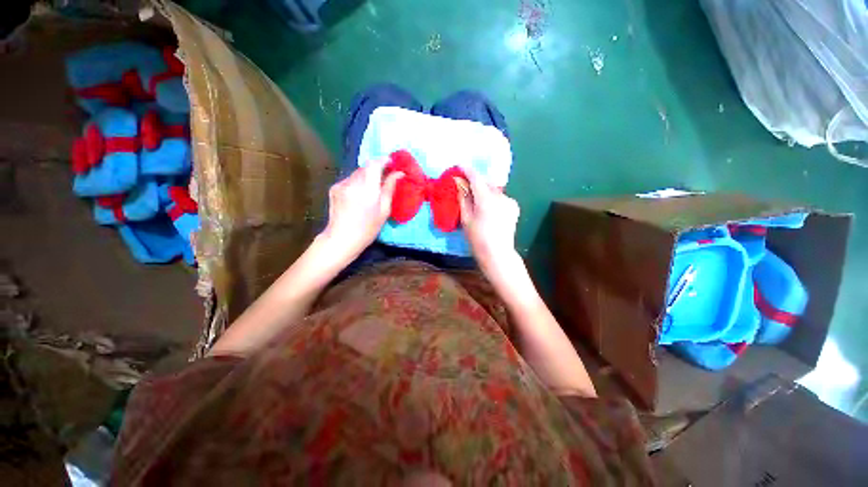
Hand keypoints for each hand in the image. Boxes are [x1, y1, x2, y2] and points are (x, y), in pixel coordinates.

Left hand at [321, 160, 402, 259]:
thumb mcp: (384, 210)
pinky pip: (350, 179)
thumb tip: (399, 174)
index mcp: (367, 189)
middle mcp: (353, 182)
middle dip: (376, 168)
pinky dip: (357, 182)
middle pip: (366, 167)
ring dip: (367, 175)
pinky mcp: (334, 188)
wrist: (341, 239)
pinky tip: (359, 195)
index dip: (384, 160)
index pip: (375, 164)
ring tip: (372, 188)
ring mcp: (341, 184)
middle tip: (385, 176)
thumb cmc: (368, 228)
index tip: (391, 162)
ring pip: (357, 172)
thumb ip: (389, 189)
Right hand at [458, 169, 520, 270]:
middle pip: (486, 183)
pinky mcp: (514, 207)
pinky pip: (500, 197)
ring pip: (494, 190)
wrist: (498, 254)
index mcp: (486, 199)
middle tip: (465, 186)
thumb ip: (463, 199)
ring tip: (477, 200)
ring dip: (484, 191)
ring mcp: (509, 201)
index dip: (467, 170)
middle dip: (476, 182)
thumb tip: (460, 184)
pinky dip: (493, 198)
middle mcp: (500, 196)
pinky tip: (489, 209)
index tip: (460, 166)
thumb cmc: (477, 239)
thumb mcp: (466, 219)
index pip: (476, 178)